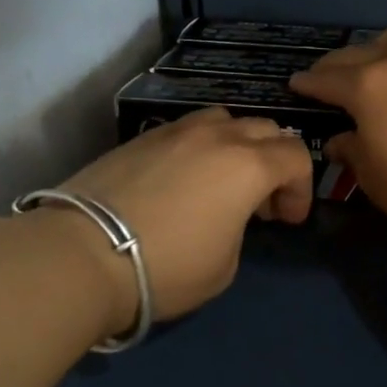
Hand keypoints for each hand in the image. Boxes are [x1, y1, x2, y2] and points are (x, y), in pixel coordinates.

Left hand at [50, 108, 313, 328]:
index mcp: (247, 165)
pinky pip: (186, 130)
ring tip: (224, 180)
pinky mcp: (141, 138)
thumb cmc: (167, 267)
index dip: (301, 188)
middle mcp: (217, 136)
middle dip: (276, 162)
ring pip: (225, 119)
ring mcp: (175, 132)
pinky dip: (200, 147)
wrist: (84, 253)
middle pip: (266, 128)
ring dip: (238, 145)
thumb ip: (240, 228)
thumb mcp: (225, 265)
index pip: (296, 156)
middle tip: (262, 202)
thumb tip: (227, 216)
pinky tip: (183, 180)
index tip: (287, 220)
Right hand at [288, 20, 386, 232]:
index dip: (307, 83)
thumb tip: (340, 140)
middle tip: (325, 79)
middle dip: (335, 66)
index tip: (294, 84)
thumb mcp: (371, 175)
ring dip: (378, 46)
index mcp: (365, 85)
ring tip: (375, 64)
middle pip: (355, 53)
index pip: (325, 79)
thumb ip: (351, 150)